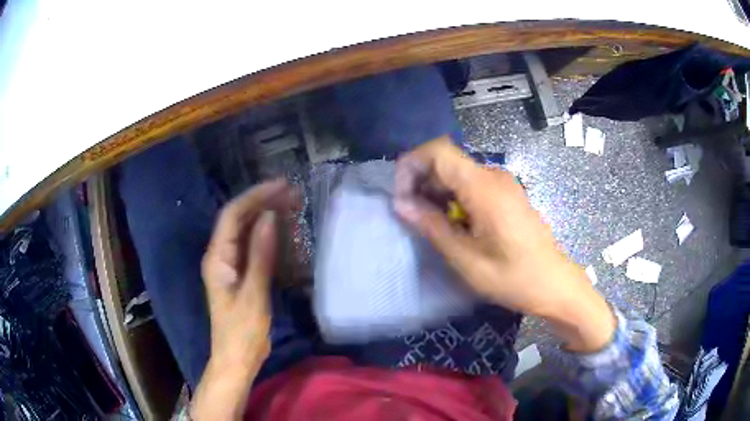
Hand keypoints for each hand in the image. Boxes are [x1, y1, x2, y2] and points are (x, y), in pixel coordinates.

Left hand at [191, 179, 297, 419]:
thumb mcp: (253, 294)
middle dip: (262, 202)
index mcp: (217, 258)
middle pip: (239, 219)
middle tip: (292, 193)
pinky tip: (283, 231)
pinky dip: (267, 235)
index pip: (232, 215)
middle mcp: (221, 255)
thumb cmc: (242, 331)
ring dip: (265, 215)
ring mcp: (230, 265)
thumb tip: (269, 218)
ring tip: (291, 204)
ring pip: (246, 231)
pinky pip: (252, 247)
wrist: (237, 359)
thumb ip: (260, 255)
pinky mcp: (241, 274)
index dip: (255, 196)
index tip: (281, 186)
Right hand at [394, 138, 614, 351]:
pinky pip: (471, 184)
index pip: (438, 151)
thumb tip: (401, 203)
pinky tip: (453, 223)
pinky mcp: (506, 193)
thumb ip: (432, 226)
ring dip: (436, 192)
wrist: (553, 283)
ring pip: (457, 173)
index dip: (412, 165)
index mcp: (484, 187)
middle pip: (446, 161)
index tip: (401, 196)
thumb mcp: (466, 259)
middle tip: (412, 216)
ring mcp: (502, 183)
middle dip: (421, 182)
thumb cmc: (512, 277)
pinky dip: (453, 197)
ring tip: (430, 224)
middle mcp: (493, 176)